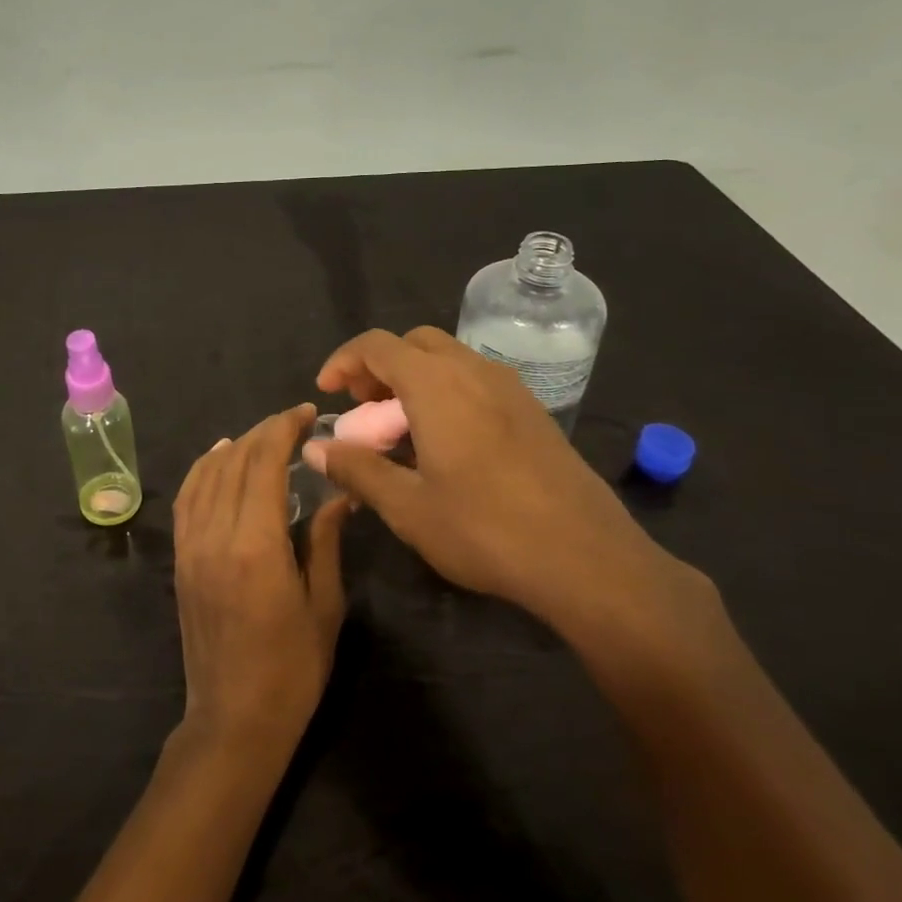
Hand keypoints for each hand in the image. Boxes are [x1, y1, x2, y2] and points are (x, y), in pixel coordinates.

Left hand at [172, 404, 348, 753]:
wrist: (233, 720)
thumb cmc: (292, 670)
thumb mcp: (324, 605)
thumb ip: (326, 541)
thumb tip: (339, 493)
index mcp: (257, 545)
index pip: (265, 463)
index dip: (285, 430)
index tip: (307, 413)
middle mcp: (216, 534)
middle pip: (236, 461)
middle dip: (265, 432)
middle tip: (295, 421)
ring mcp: (192, 546)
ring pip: (208, 474)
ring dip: (236, 446)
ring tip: (265, 435)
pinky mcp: (181, 558)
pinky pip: (187, 498)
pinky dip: (204, 468)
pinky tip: (220, 457)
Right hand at [310, 328, 699, 640]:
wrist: (587, 558)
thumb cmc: (485, 529)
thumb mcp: (407, 506)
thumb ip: (356, 468)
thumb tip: (314, 448)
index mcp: (436, 385)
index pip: (377, 345)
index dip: (343, 362)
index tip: (326, 393)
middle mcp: (473, 371)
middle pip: (413, 343)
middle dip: (379, 367)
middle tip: (362, 410)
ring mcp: (509, 388)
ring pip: (448, 359)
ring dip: (413, 379)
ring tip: (399, 430)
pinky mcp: (532, 410)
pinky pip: (475, 380)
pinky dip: (445, 392)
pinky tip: (444, 443)